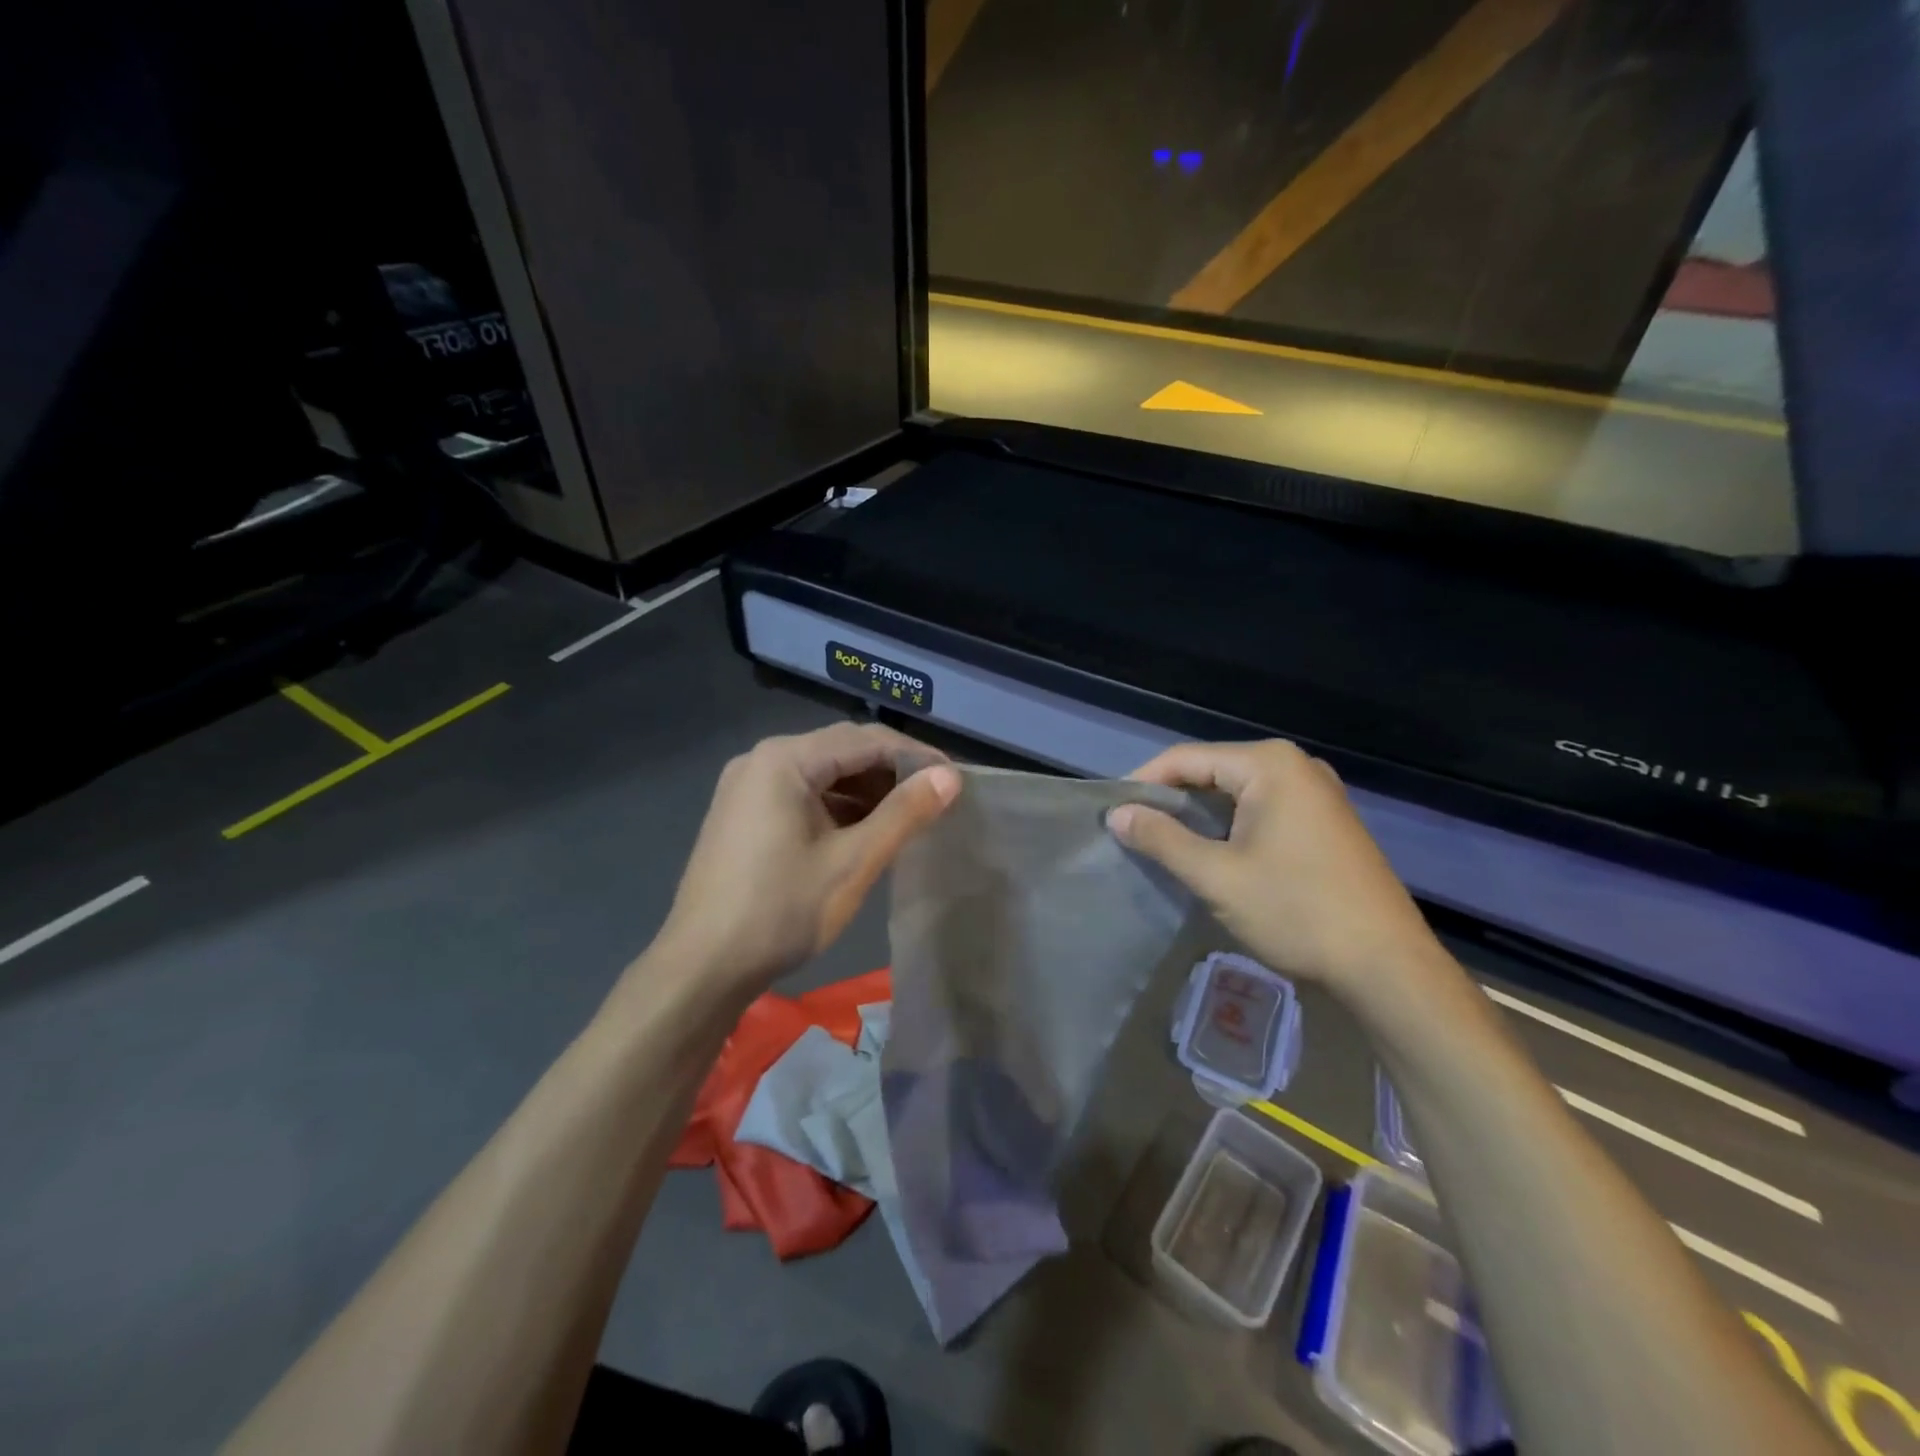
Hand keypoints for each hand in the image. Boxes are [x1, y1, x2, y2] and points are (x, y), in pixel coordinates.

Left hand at [654, 723, 960, 994]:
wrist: (702, 968)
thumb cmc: (782, 911)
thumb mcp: (853, 862)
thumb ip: (904, 814)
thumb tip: (950, 777)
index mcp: (785, 759)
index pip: (865, 739)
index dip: (916, 756)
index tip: (956, 778)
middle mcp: (761, 760)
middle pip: (841, 750)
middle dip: (891, 771)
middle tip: (935, 798)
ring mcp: (746, 786)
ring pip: (821, 773)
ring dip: (865, 790)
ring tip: (906, 817)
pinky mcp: (742, 813)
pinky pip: (800, 794)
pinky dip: (836, 806)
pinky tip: (862, 832)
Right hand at [1108, 740, 1444, 1003]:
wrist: (1387, 966)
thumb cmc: (1296, 911)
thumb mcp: (1216, 875)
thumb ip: (1162, 839)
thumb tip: (1117, 814)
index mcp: (1270, 765)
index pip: (1186, 758)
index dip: (1143, 782)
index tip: (1112, 811)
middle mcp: (1296, 766)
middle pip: (1213, 770)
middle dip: (1171, 798)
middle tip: (1133, 829)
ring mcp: (1317, 793)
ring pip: (1237, 792)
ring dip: (1199, 814)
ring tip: (1162, 842)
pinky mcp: (1327, 821)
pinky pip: (1263, 808)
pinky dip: (1230, 825)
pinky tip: (1211, 851)